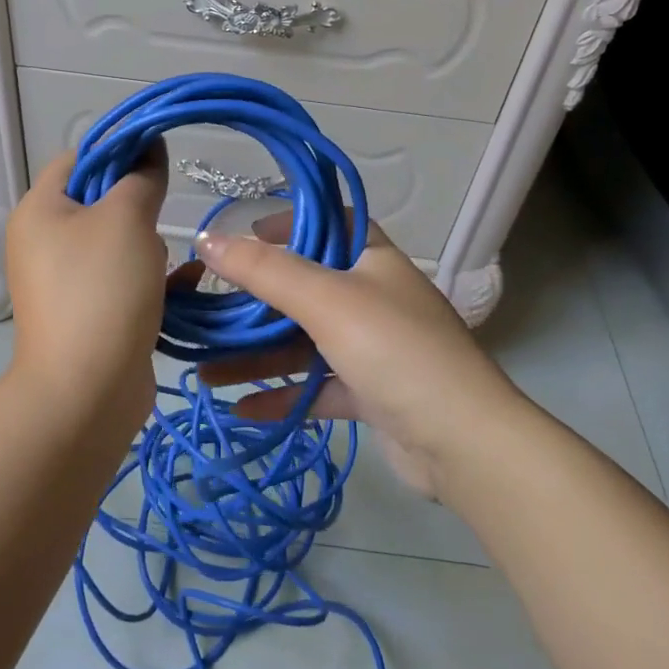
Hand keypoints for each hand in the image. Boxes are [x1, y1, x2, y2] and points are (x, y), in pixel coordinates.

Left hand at [4, 147, 168, 410]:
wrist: (87, 390)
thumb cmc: (102, 289)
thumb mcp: (126, 218)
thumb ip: (141, 177)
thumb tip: (150, 147)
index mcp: (39, 210)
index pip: (77, 158)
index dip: (118, 150)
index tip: (159, 157)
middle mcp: (42, 242)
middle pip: (97, 201)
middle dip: (136, 204)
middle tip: (162, 215)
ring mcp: (63, 282)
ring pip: (115, 243)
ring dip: (148, 245)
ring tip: (166, 259)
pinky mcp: (87, 314)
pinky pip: (122, 280)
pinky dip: (151, 278)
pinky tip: (185, 282)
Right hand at [191, 215, 518, 498]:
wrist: (464, 444)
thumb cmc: (395, 350)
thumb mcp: (327, 300)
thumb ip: (265, 270)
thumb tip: (207, 238)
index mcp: (374, 261)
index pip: (331, 225)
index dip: (291, 224)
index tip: (248, 236)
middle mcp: (374, 299)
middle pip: (306, 289)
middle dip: (255, 303)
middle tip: (209, 311)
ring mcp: (373, 349)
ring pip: (305, 344)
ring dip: (258, 356)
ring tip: (205, 372)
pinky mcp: (371, 394)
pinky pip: (316, 387)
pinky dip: (282, 395)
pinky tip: (241, 409)